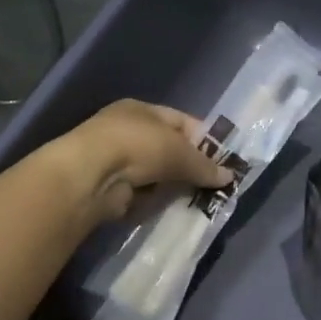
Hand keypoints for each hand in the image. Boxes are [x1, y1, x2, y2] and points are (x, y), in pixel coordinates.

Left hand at [53, 99, 230, 224]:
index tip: (221, 159)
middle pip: (168, 149)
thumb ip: (205, 165)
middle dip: (189, 167)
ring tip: (197, 200)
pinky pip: (143, 195)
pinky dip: (155, 202)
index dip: (202, 139)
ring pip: (156, 174)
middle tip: (212, 185)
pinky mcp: (111, 188)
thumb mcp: (179, 151)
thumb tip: (229, 176)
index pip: (180, 121)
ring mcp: (117, 160)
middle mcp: (127, 131)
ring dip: (173, 187)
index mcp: (141, 110)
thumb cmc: (138, 146)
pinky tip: (170, 209)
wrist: (91, 176)